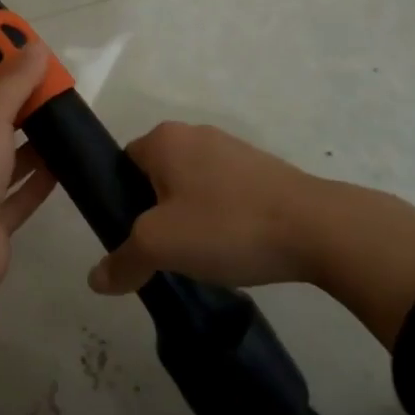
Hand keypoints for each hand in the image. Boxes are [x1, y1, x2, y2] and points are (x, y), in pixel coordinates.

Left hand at [0, 38, 58, 310]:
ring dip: (32, 151)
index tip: (40, 74)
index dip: (7, 84)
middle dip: (23, 117)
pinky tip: (65, 169)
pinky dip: (37, 183)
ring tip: (68, 132)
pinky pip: (16, 198)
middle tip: (60, 102)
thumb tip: (34, 45)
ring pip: (4, 167)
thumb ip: (14, 82)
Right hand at [86, 121, 323, 295]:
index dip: (121, 201)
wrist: (318, 229)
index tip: (134, 237)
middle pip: (157, 176)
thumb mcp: (161, 246)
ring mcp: (234, 150)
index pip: (123, 164)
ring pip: (192, 187)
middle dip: (157, 213)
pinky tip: (234, 249)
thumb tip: (95, 280)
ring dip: (191, 219)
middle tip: (165, 252)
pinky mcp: (264, 170)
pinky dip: (222, 219)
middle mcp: (196, 134)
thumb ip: (123, 261)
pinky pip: (225, 194)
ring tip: (202, 256)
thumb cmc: (226, 225)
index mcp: (165, 139)